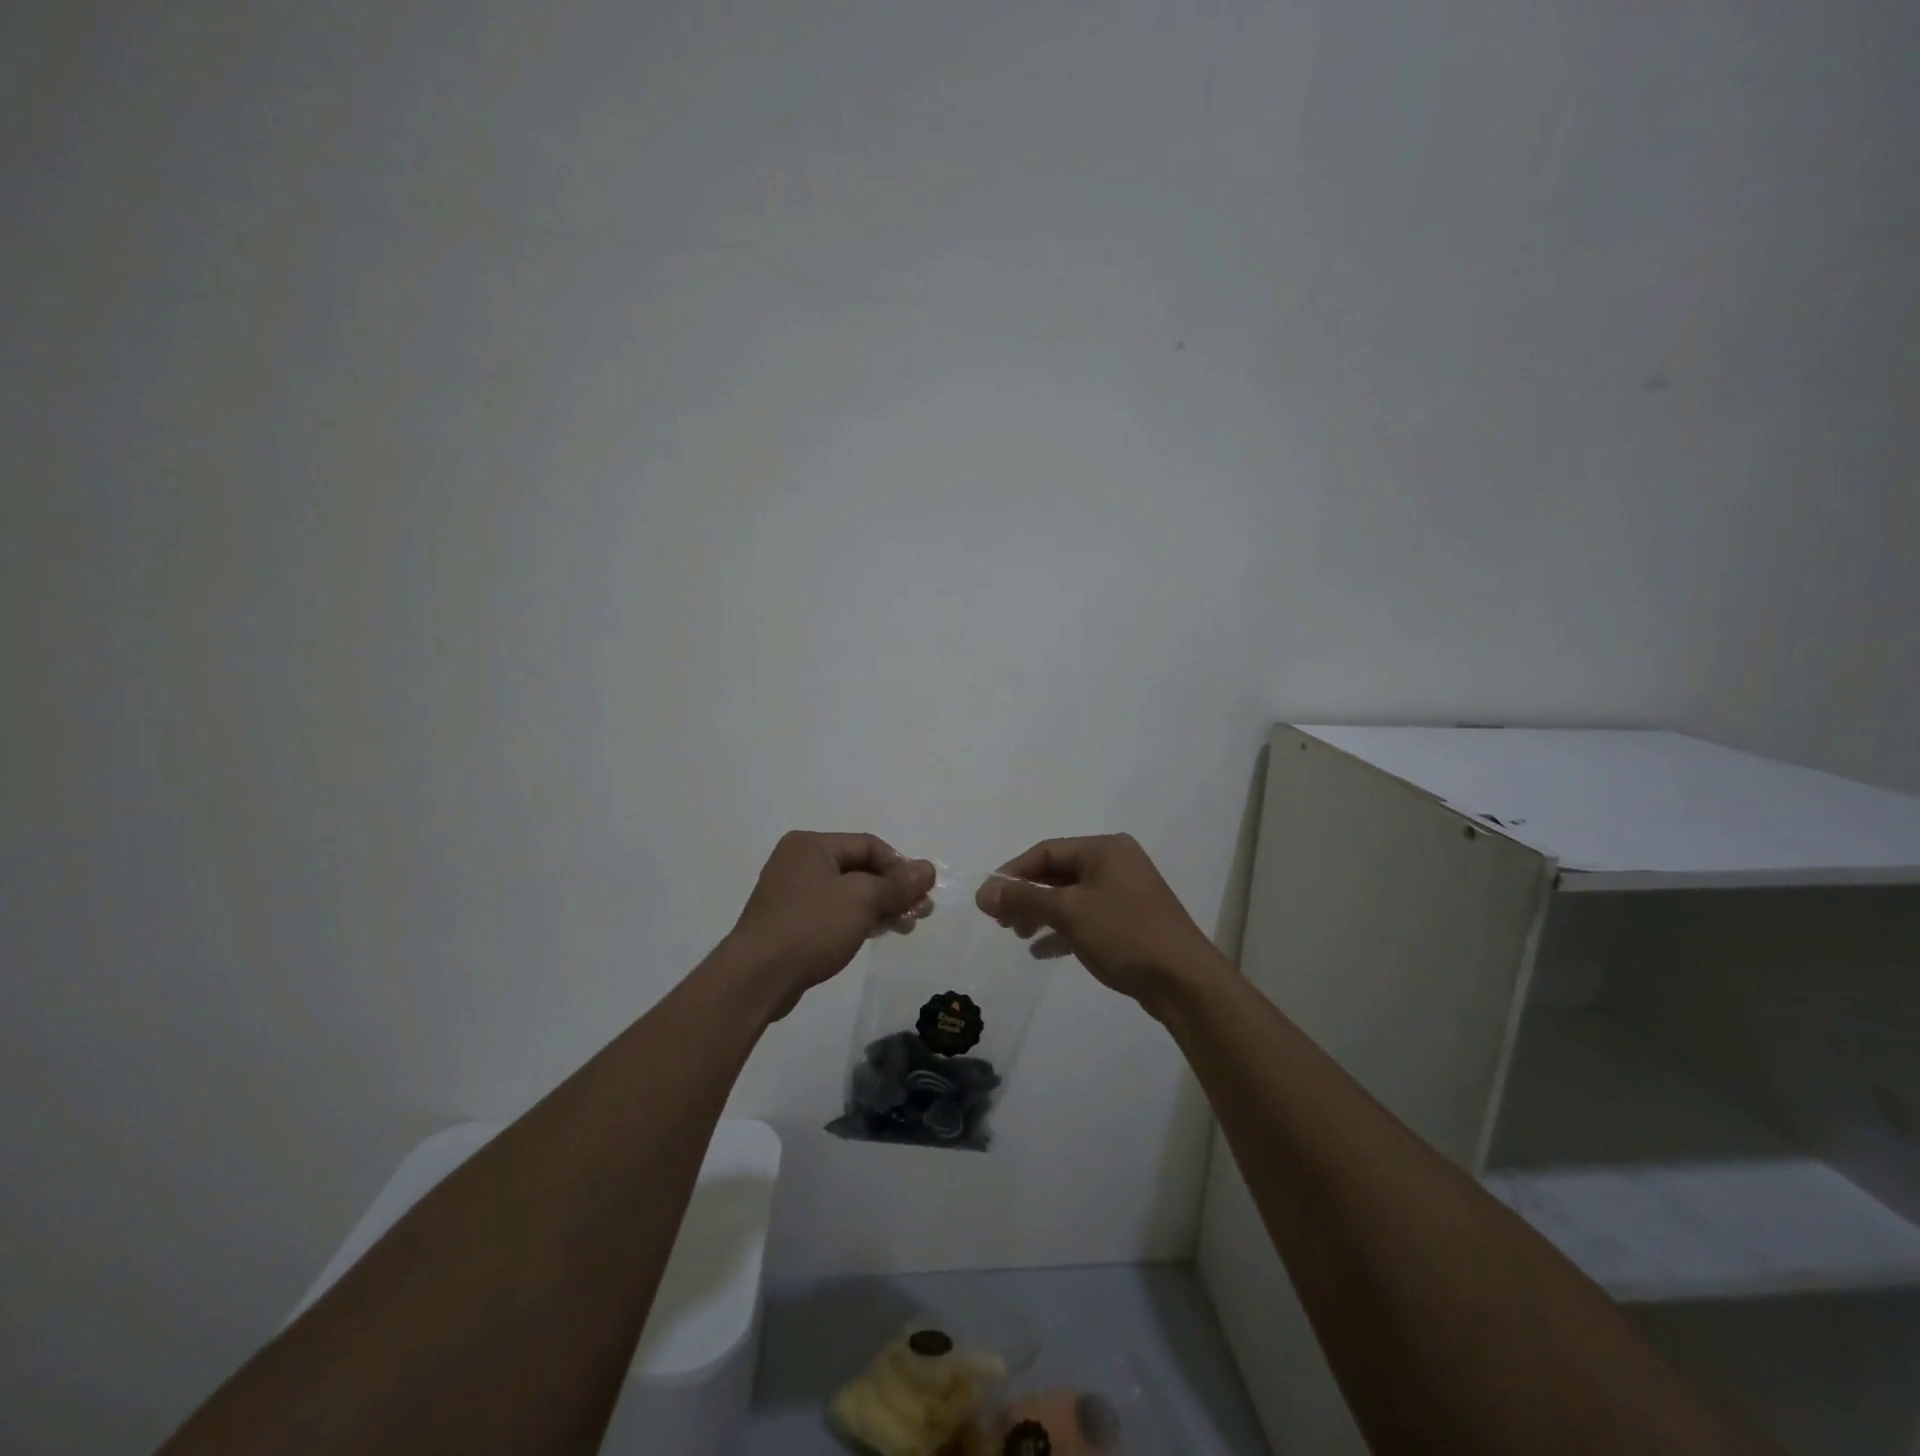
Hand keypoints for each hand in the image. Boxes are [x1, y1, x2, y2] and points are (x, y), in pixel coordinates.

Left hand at [726, 832, 934, 1018]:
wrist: (757, 978)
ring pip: (849, 892)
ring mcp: (792, 893)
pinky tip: (878, 933)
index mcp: (812, 845)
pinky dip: (859, 919)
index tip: (922, 892)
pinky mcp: (790, 923)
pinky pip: (833, 912)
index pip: (869, 845)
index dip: (900, 866)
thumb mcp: (862, 900)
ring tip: (906, 926)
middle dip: (893, 889)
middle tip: (921, 912)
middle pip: (860, 868)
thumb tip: (928, 868)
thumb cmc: (811, 927)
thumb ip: (898, 884)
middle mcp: (799, 862)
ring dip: (881, 906)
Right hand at [975, 835, 1230, 1013]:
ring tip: (1017, 935)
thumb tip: (983, 891)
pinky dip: (1062, 930)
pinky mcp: (1129, 922)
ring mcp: (1125, 894)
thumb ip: (1024, 898)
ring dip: (1041, 913)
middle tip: (1000, 921)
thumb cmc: (1124, 934)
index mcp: (1105, 849)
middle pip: (1057, 874)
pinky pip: (1086, 918)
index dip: (1013, 873)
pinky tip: (1041, 951)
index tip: (988, 899)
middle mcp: (1116, 864)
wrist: (1184, 982)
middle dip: (1026, 895)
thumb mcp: (1069, 912)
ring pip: (1070, 897)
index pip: (1046, 852)